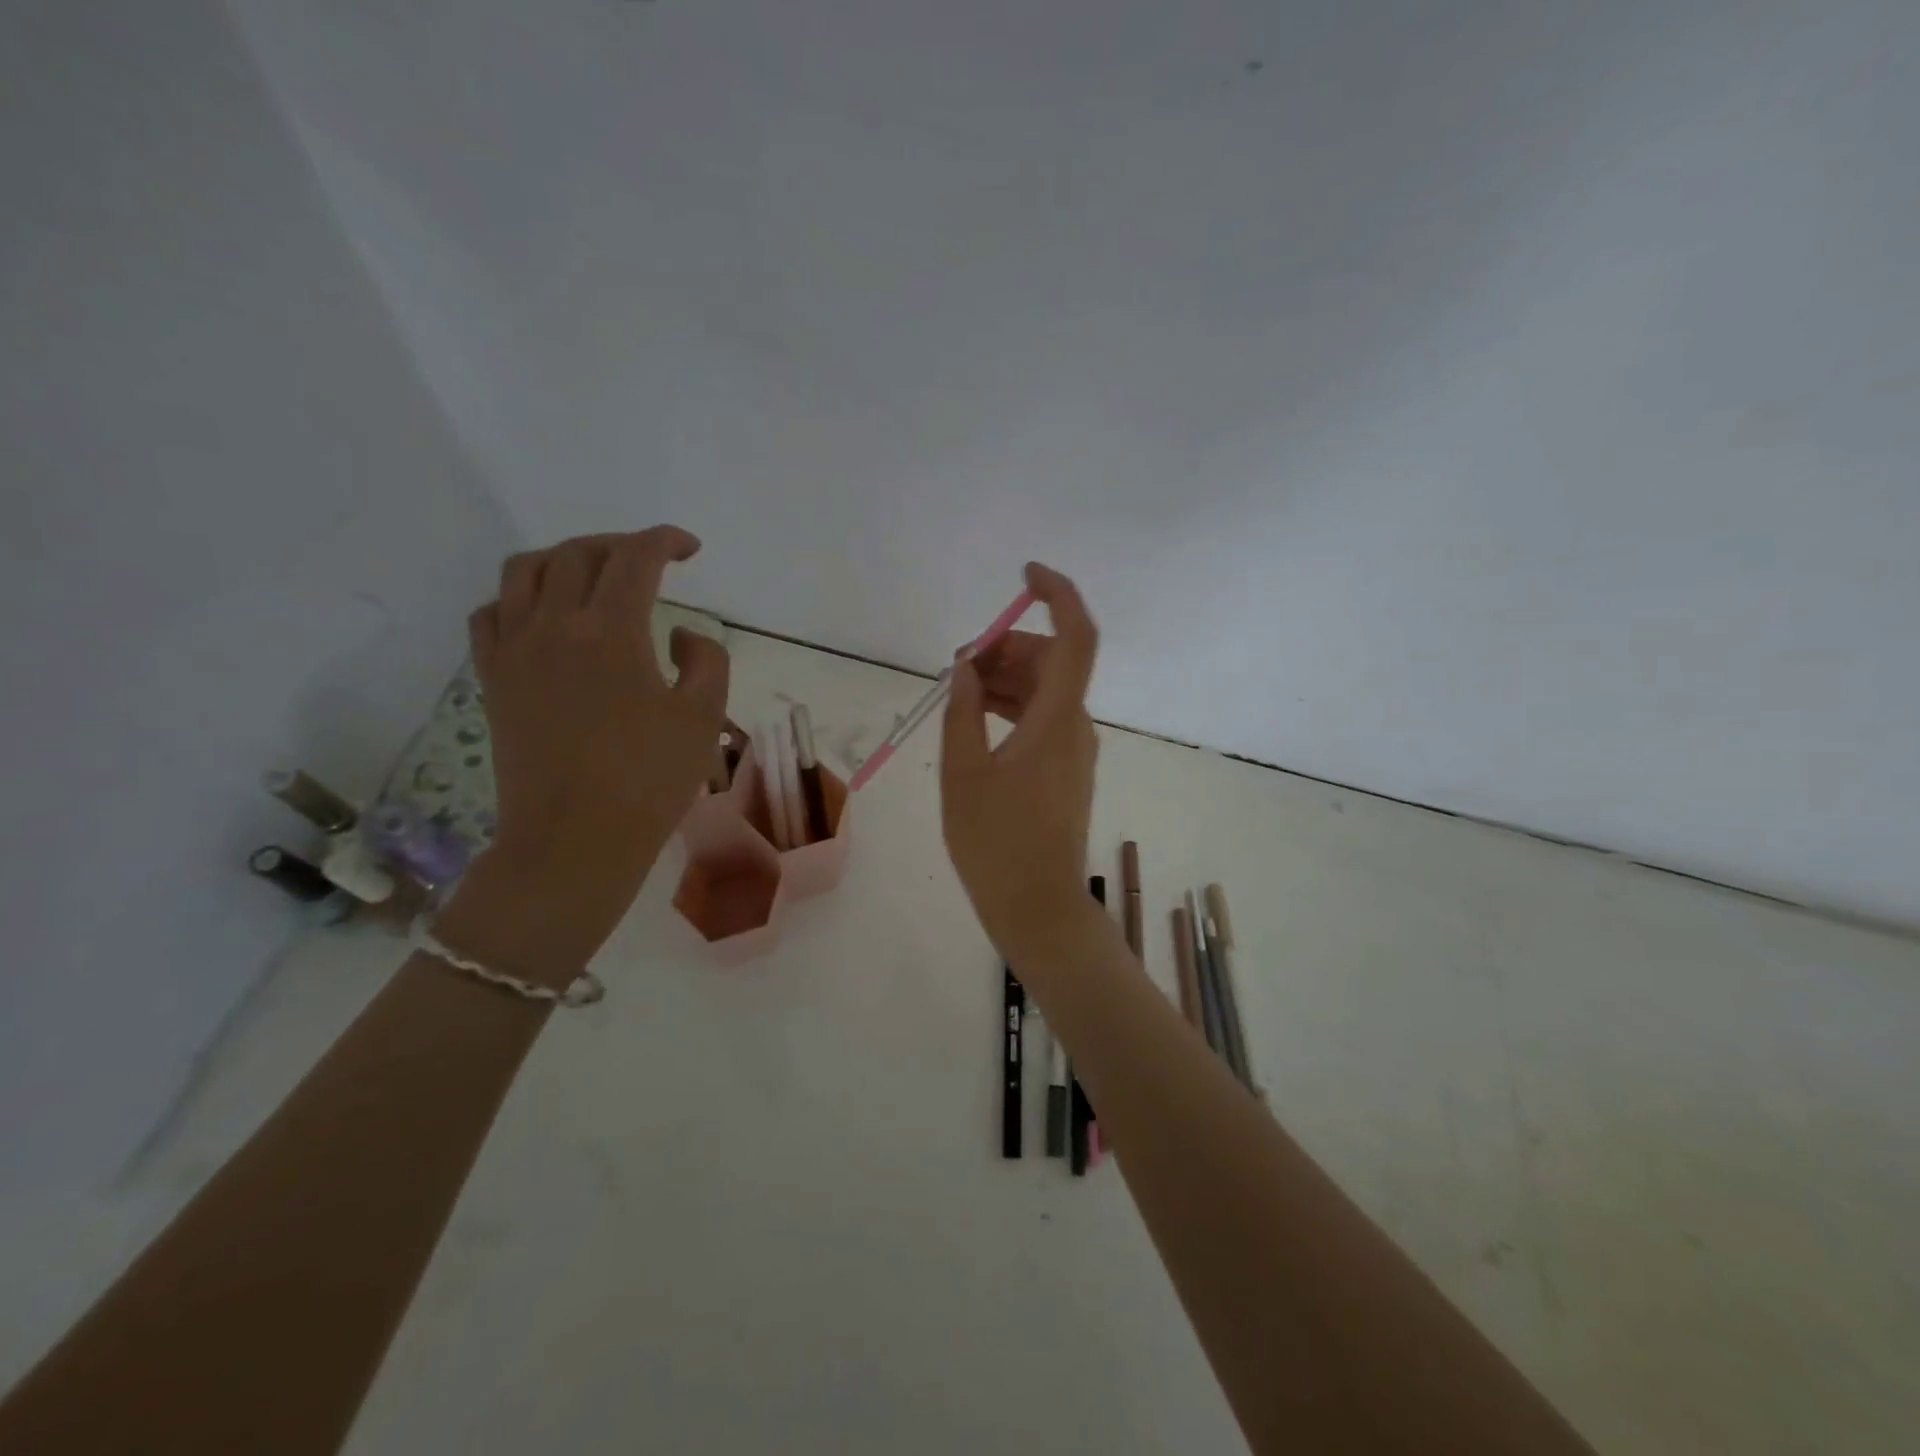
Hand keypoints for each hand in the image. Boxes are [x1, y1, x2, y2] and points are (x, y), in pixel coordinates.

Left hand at [438, 528, 728, 980]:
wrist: (574, 840)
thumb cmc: (649, 781)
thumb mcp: (704, 717)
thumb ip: (706, 660)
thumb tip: (678, 635)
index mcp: (611, 631)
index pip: (635, 557)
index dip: (665, 540)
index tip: (690, 549)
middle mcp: (553, 625)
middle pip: (578, 553)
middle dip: (620, 545)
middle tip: (650, 562)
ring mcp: (514, 650)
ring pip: (524, 570)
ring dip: (564, 559)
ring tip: (592, 577)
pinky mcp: (492, 679)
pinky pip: (490, 613)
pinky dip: (518, 598)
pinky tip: (542, 617)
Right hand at [940, 562, 1100, 960]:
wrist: (1038, 909)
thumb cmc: (996, 844)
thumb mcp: (963, 773)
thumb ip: (963, 711)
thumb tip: (967, 667)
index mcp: (1057, 720)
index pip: (1076, 637)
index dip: (1058, 594)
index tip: (1024, 574)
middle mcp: (1076, 727)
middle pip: (1052, 662)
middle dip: (1008, 648)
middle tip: (959, 665)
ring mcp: (1074, 750)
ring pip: (1046, 691)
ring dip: (1006, 679)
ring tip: (959, 692)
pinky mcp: (1065, 771)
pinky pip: (1043, 719)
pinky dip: (1013, 707)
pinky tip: (977, 719)